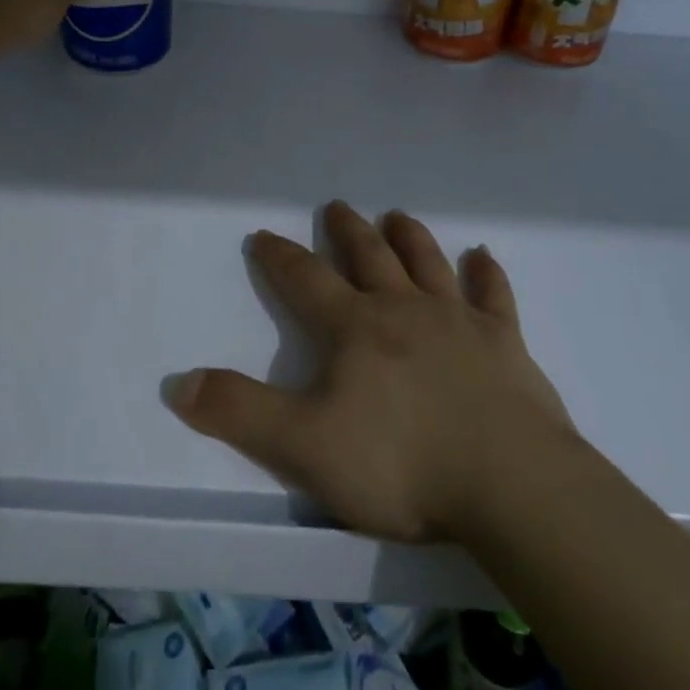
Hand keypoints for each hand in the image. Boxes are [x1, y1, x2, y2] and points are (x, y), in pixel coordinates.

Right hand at [168, 202, 578, 543]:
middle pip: (370, 258)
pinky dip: (488, 274)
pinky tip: (484, 256)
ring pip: (428, 264)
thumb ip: (241, 414)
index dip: (281, 257)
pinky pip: (494, 296)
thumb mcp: (305, 446)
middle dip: (349, 231)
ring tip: (397, 215)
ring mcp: (459, 321)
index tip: (263, 234)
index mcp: (356, 328)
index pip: (306, 280)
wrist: (510, 483)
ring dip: (410, 238)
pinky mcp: (505, 343)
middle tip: (338, 206)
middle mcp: (405, 310)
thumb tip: (180, 383)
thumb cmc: (401, 464)